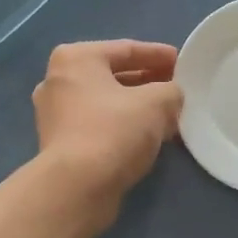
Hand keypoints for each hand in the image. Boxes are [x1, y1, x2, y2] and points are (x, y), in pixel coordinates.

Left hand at [32, 40, 183, 225]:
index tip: (183, 63)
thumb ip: (171, 91)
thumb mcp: (156, 103)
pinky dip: (123, 126)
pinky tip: (149, 136)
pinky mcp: (60, 144)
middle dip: (148, 82)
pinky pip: (99, 125)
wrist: (76, 188)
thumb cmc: (113, 131)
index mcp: (75, 58)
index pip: (126, 49)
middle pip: (114, 76)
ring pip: (106, 103)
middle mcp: (58, 81)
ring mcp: (55, 115)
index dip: (158, 55)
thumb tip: (171, 97)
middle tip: (177, 89)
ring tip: (169, 114)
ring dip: (137, 107)